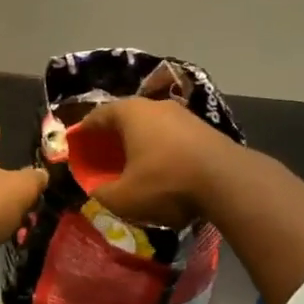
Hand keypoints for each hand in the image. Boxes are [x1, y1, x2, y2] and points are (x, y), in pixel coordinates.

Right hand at [75, 98, 240, 228]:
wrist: (227, 180)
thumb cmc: (166, 182)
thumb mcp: (124, 198)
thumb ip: (102, 193)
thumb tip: (95, 191)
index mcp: (129, 112)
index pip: (97, 116)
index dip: (84, 133)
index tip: (77, 147)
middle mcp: (154, 105)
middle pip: (125, 118)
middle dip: (112, 137)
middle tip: (103, 157)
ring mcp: (182, 114)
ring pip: (151, 126)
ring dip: (140, 143)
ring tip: (133, 164)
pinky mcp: (203, 128)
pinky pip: (172, 136)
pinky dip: (161, 149)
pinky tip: (162, 168)